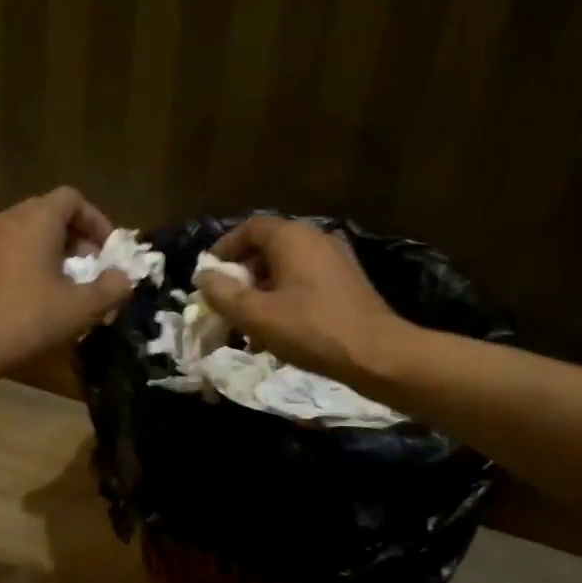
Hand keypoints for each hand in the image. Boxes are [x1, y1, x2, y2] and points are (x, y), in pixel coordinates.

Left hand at [0, 187, 133, 377]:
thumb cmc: (27, 318)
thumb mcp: (82, 308)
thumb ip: (112, 288)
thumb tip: (124, 277)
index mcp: (37, 219)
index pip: (73, 199)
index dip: (97, 221)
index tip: (109, 252)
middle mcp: (9, 218)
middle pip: (50, 213)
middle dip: (77, 238)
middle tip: (93, 269)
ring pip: (29, 232)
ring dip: (53, 252)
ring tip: (68, 285)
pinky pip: (11, 249)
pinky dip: (30, 262)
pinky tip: (38, 297)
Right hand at [196, 216, 403, 382]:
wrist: (377, 354)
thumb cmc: (310, 328)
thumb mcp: (255, 315)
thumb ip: (222, 293)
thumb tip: (204, 277)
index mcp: (292, 237)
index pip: (249, 228)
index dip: (224, 248)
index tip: (209, 274)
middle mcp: (316, 238)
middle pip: (268, 247)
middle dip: (243, 275)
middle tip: (227, 302)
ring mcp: (336, 259)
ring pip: (287, 267)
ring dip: (263, 291)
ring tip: (250, 324)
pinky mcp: (349, 282)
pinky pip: (307, 281)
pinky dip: (287, 297)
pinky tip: (280, 330)